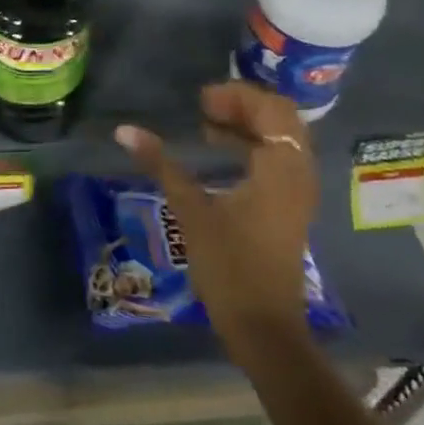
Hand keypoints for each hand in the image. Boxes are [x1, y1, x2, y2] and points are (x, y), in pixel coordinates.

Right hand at [115, 82, 320, 351]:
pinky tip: (220, 152)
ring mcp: (298, 192)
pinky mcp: (290, 207)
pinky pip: (279, 159)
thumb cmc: (229, 267)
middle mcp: (298, 174)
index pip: (272, 109)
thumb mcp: (191, 211)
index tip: (201, 99)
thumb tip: (125, 131)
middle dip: (244, 105)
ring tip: (208, 123)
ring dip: (248, 125)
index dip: (237, 96)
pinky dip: (253, 146)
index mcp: (281, 169)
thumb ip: (162, 165)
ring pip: (281, 138)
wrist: (263, 328)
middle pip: (281, 119)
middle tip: (205, 106)